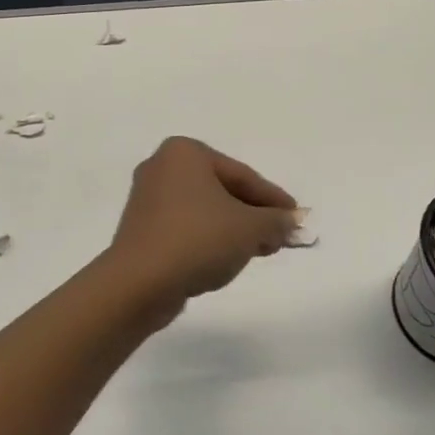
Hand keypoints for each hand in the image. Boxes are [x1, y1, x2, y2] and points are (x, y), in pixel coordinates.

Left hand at [104, 137, 298, 314]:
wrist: (138, 283)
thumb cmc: (197, 240)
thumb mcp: (249, 228)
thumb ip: (275, 221)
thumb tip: (292, 221)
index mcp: (185, 152)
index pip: (241, 174)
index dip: (273, 199)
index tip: (296, 218)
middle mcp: (162, 166)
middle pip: (222, 189)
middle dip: (253, 215)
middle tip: (281, 237)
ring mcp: (147, 197)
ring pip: (204, 209)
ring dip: (234, 229)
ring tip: (260, 251)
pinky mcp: (140, 227)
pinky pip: (185, 226)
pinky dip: (209, 238)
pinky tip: (226, 258)